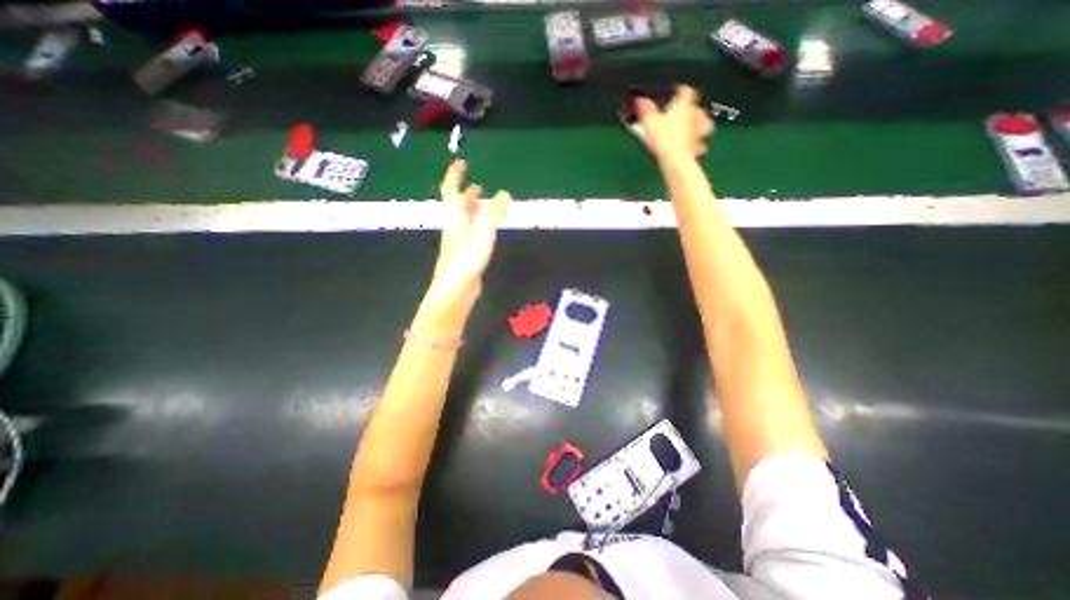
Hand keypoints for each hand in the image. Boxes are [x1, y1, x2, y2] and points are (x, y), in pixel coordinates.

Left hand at [429, 156, 512, 301]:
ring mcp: (458, 240)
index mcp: (455, 217)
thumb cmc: (466, 258)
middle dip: (466, 193)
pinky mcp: (464, 252)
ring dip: (473, 209)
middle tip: (477, 186)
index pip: (452, 189)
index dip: (455, 175)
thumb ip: (494, 213)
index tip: (461, 163)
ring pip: (464, 219)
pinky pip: (471, 231)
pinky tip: (486, 229)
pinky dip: (478, 224)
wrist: (455, 288)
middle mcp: (454, 226)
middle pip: (458, 205)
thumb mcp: (483, 232)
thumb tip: (504, 193)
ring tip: (484, 204)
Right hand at [639, 84, 713, 164]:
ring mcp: (698, 132)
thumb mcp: (649, 122)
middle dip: (691, 110)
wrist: (675, 160)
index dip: (680, 90)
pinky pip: (700, 144)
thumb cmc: (664, 139)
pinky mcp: (698, 147)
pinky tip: (690, 149)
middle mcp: (694, 116)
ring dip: (698, 126)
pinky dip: (696, 145)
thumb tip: (641, 100)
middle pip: (698, 108)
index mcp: (683, 106)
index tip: (675, 93)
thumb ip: (645, 109)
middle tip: (681, 114)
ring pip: (705, 124)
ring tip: (691, 130)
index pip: (686, 90)